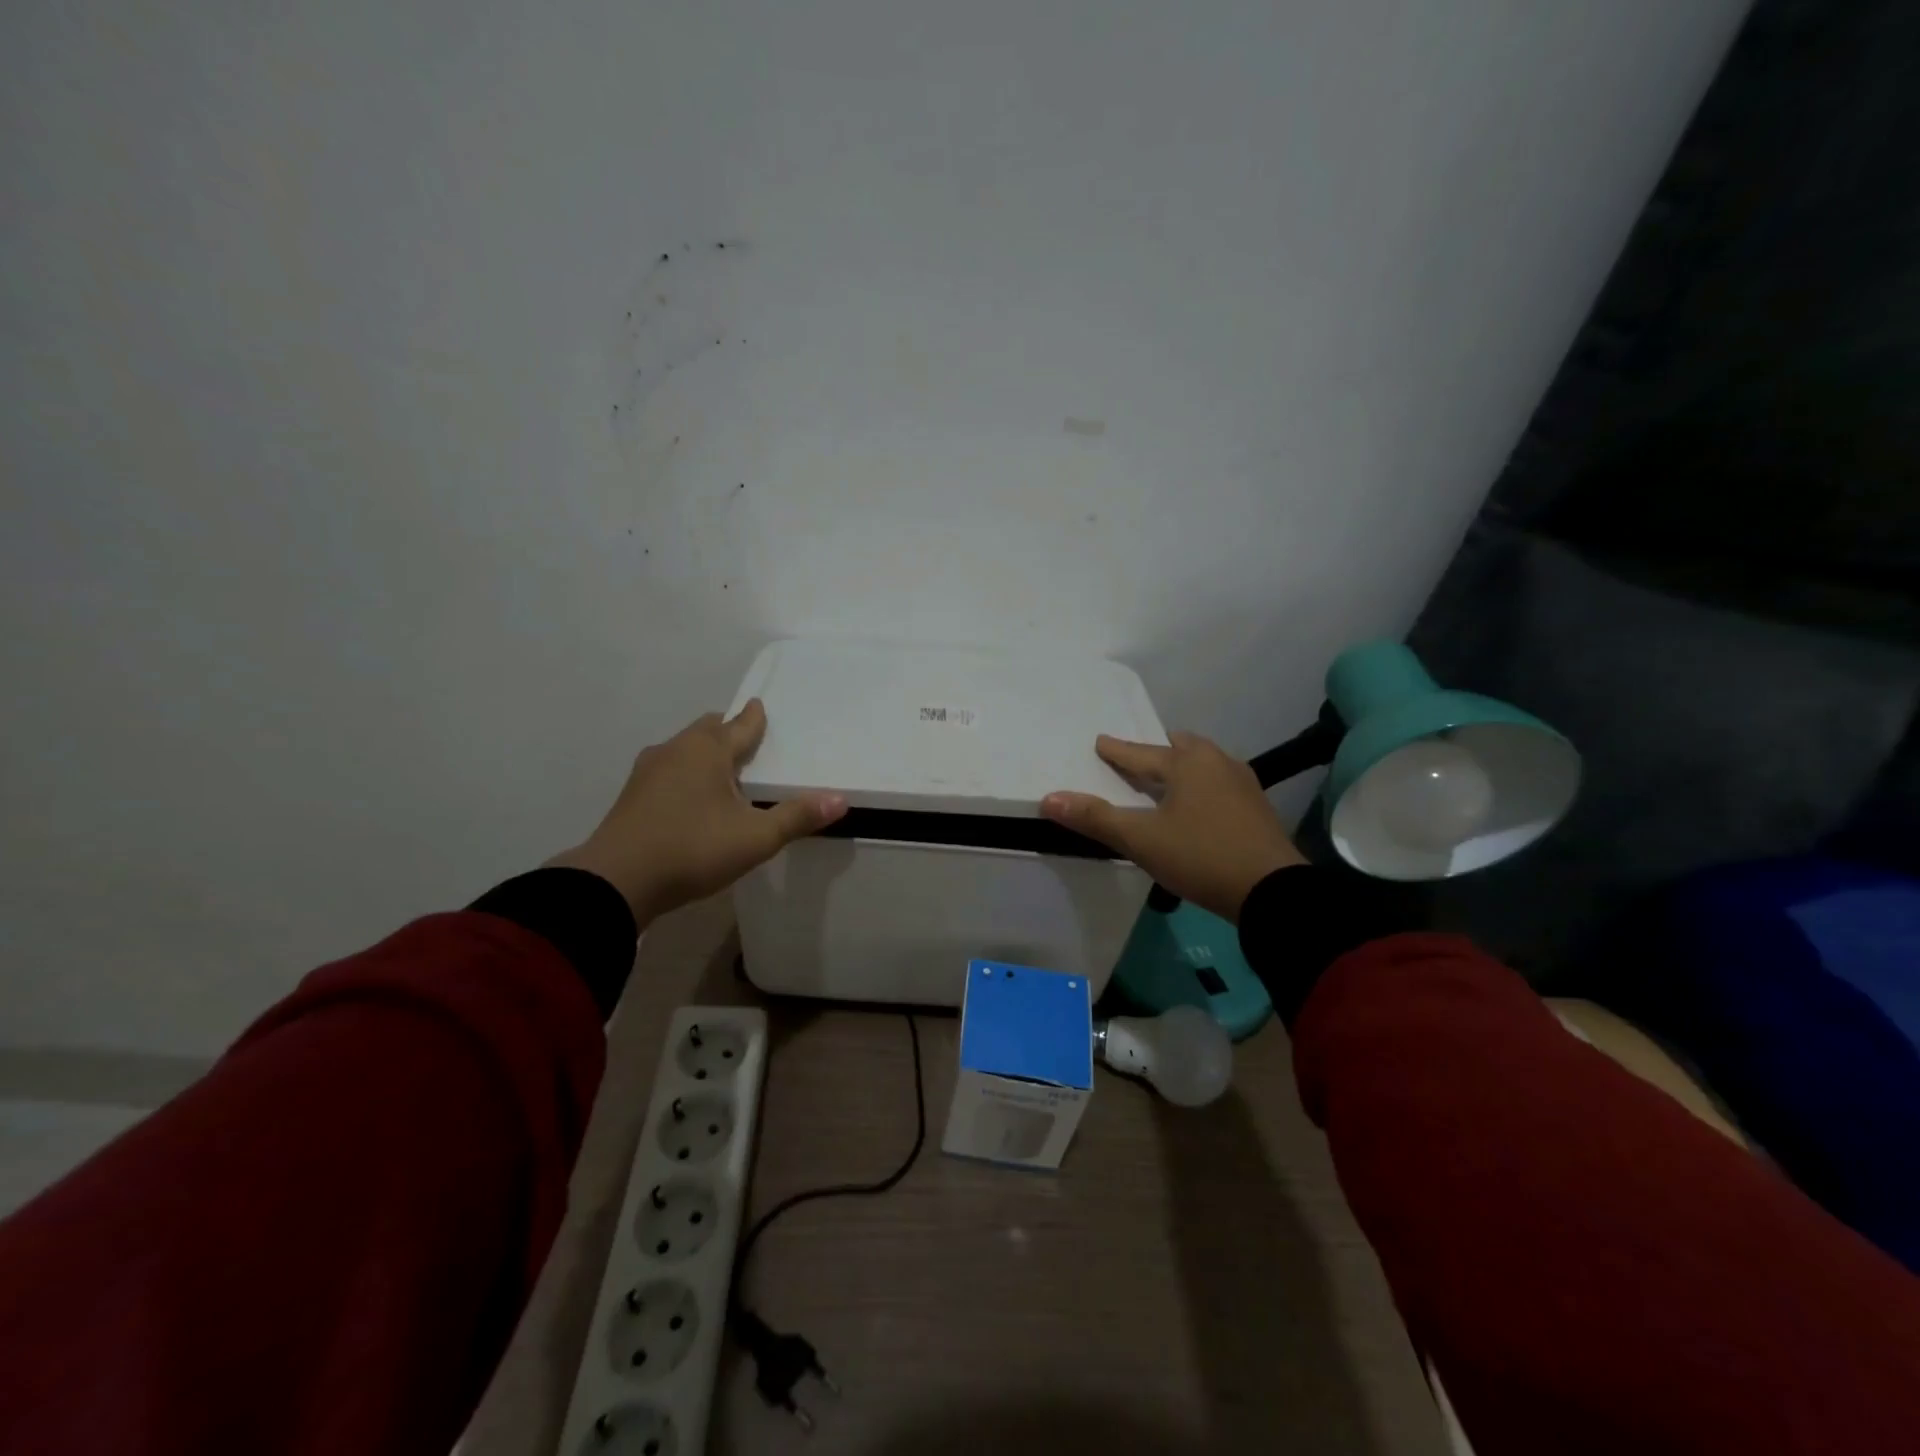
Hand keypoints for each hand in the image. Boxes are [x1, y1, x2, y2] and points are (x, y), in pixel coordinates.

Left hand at [549, 700, 846, 925]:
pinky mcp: (632, 795)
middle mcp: (676, 750)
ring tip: (721, 772)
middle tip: (746, 742)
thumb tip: (840, 800)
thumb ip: (797, 817)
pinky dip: (684, 774)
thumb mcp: (755, 838)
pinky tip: (690, 798)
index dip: (754, 718)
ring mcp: (648, 771)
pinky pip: (667, 770)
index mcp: (708, 750)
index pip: (739, 725)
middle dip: (727, 731)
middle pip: (707, 730)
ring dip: (703, 753)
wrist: (616, 882)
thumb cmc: (693, 849)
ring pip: (683, 749)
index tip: (759, 706)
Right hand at [1042, 732, 1302, 922]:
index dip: (1116, 750)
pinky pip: (1219, 782)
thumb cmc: (1201, 856)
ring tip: (1165, 780)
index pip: (1140, 753)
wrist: (1272, 891)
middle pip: (1179, 747)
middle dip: (1156, 751)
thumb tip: (1049, 799)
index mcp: (1187, 763)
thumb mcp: (1141, 840)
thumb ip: (1096, 818)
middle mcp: (1217, 762)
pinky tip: (1197, 804)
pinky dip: (1201, 785)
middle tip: (1136, 760)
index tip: (1100, 742)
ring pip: (1203, 763)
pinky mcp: (1256, 807)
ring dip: (1182, 767)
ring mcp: (1242, 783)